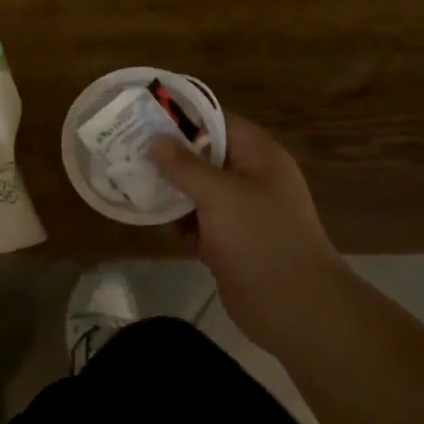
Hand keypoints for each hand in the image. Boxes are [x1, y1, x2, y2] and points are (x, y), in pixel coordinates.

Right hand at [150, 113, 344, 347]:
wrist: (295, 307)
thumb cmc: (261, 238)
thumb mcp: (220, 194)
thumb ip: (185, 166)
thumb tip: (156, 140)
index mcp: (258, 156)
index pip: (217, 121)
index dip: (182, 116)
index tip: (144, 116)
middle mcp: (249, 178)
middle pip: (203, 155)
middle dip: (168, 155)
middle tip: (127, 149)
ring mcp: (239, 211)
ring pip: (196, 189)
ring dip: (168, 189)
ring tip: (129, 181)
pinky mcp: (228, 241)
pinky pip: (196, 221)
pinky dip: (176, 220)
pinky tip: (148, 219)